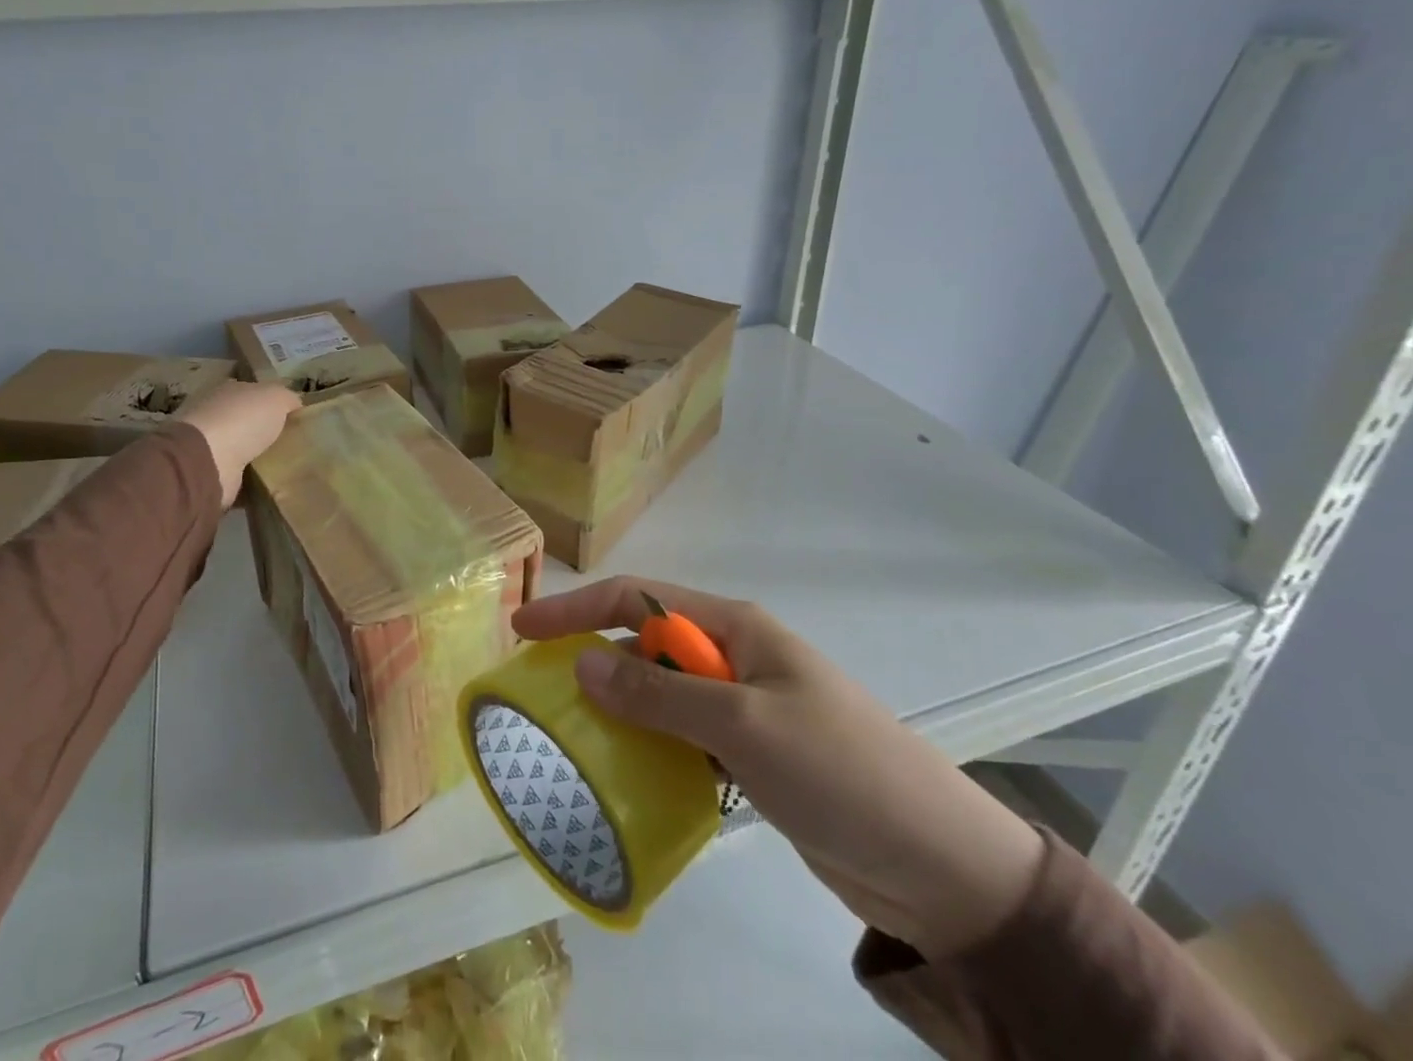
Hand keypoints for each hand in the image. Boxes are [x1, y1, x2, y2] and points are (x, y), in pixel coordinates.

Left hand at [176, 381, 301, 506]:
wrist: (208, 462)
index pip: (252, 392)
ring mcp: (208, 446)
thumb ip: (288, 398)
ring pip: (243, 449)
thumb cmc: (242, 420)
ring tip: (289, 467)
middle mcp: (214, 414)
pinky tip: (273, 485)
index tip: (294, 417)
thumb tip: (295, 405)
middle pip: (246, 421)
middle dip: (266, 431)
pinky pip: (239, 476)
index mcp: (226, 390)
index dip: (272, 402)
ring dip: (260, 457)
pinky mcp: (210, 474)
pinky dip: (253, 481)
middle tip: (295, 444)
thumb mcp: (276, 397)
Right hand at [512, 576, 1044, 958]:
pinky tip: (624, 774)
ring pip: (661, 693)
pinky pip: (682, 737)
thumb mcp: (743, 724)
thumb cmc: (841, 772)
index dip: (578, 608)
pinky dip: (649, 747)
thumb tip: (581, 662)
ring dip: (618, 708)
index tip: (524, 629)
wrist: (944, 868)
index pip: (638, 598)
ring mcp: (744, 706)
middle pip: (645, 642)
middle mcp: (734, 656)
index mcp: (734, 627)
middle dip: (592, 657)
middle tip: (540, 691)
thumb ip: (658, 693)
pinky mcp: (752, 755)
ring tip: (568, 737)